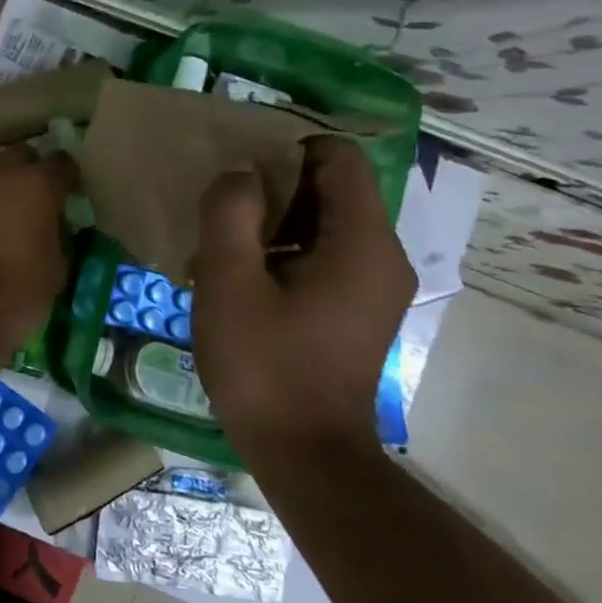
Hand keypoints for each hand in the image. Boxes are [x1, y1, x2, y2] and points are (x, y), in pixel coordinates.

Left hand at [0, 146, 76, 351]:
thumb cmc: (19, 292)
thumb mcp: (58, 265)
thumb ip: (58, 231)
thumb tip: (52, 223)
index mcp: (35, 183)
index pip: (61, 163)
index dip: (68, 178)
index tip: (71, 194)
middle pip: (20, 155)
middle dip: (31, 171)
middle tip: (36, 197)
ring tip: (4, 204)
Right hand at [190, 136, 415, 466]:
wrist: (303, 453)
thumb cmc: (263, 365)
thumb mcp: (228, 282)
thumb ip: (230, 214)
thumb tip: (239, 174)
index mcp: (362, 242)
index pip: (338, 157)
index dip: (284, 149)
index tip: (235, 172)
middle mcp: (382, 254)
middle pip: (332, 187)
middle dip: (273, 188)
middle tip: (219, 210)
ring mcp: (373, 284)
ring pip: (324, 221)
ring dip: (273, 221)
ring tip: (222, 245)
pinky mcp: (358, 308)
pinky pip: (323, 253)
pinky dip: (284, 250)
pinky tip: (241, 277)